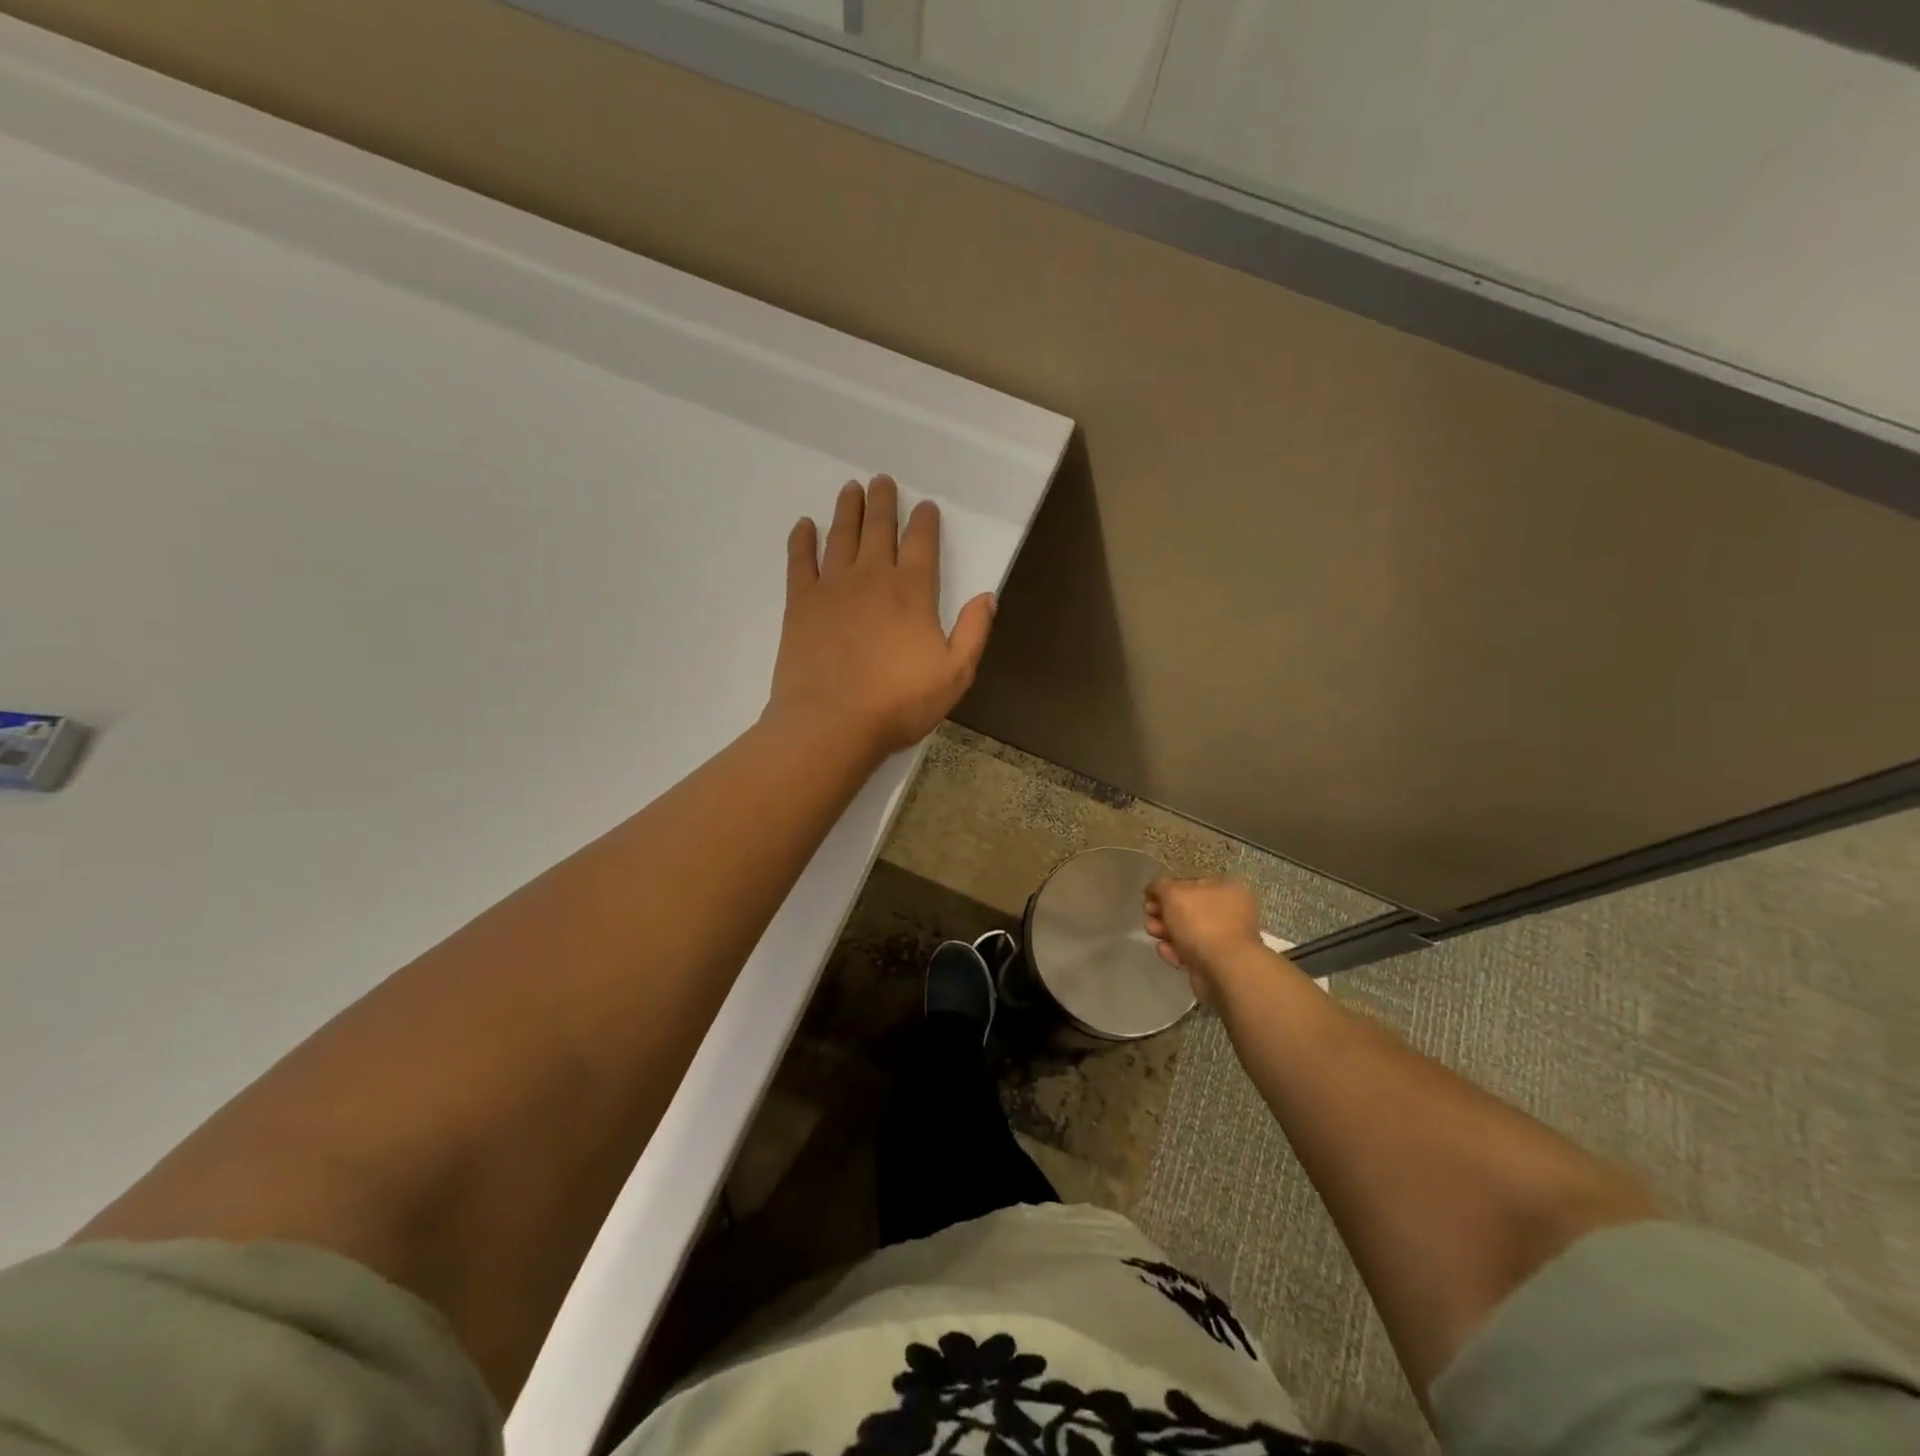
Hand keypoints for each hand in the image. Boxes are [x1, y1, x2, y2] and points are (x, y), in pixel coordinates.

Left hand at [766, 476, 995, 761]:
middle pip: (879, 529)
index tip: (925, 506)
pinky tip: (804, 525)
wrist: (831, 723)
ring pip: (841, 536)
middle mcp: (872, 578)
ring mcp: (833, 587)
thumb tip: (987, 596)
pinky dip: (802, 540)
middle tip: (881, 480)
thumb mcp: (954, 675)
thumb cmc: (897, 704)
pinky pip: (800, 561)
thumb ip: (974, 632)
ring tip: (850, 489)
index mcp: (912, 592)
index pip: (922, 544)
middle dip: (883, 502)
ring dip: (848, 510)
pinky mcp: (801, 603)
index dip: (925, 521)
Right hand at [1144, 877, 1272, 1006]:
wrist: (1223, 969)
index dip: (1167, 889)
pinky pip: (1190, 952)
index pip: (1191, 884)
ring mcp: (1223, 939)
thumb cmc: (1200, 922)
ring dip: (1165, 931)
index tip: (1148, 897)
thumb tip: (1153, 889)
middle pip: (1187, 909)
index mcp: (1226, 889)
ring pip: (1187, 932)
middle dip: (1163, 912)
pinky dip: (1175, 951)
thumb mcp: (1173, 893)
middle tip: (1148, 915)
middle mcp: (1229, 912)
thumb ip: (1160, 886)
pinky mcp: (1215, 962)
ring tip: (1152, 933)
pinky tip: (1166, 952)